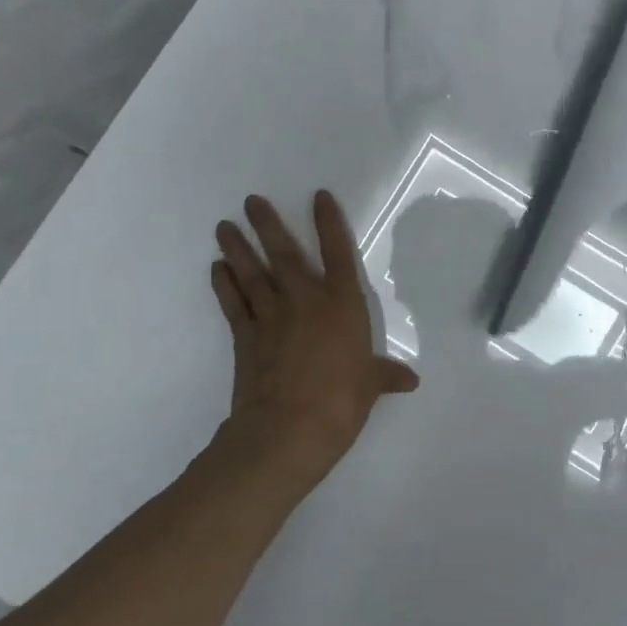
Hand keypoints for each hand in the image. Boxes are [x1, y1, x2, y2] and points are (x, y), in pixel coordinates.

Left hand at [211, 191, 419, 489]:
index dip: (329, 223)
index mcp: (342, 305)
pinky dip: (223, 285)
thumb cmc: (341, 402)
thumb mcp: (371, 386)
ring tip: (223, 226)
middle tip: (251, 201)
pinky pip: (233, 303)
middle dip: (268, 225)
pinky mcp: (245, 337)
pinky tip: (216, 269)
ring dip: (238, 248)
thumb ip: (385, 376)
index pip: (338, 254)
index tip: (319, 196)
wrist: (288, 429)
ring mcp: (271, 317)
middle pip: (285, 254)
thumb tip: (410, 381)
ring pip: (252, 273)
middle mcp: (305, 301)